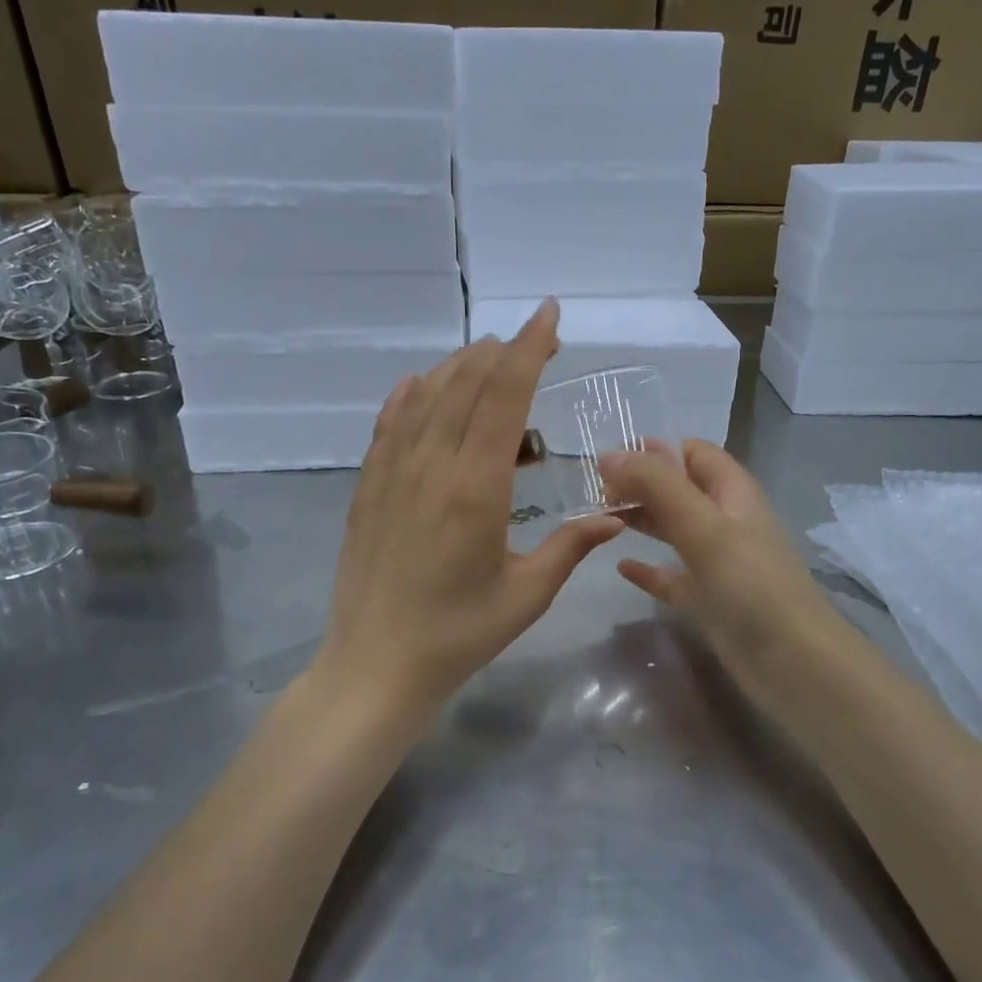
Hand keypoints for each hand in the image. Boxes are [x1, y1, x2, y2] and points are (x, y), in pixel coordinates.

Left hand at [311, 300, 623, 717]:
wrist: (376, 665)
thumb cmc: (459, 634)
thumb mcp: (526, 595)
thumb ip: (571, 546)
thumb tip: (614, 514)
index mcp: (475, 487)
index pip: (505, 397)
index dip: (529, 349)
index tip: (549, 316)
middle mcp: (430, 465)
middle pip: (466, 385)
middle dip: (503, 352)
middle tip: (534, 340)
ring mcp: (392, 473)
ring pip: (426, 397)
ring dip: (459, 367)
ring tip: (488, 356)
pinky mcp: (368, 488)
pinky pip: (388, 426)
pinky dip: (408, 396)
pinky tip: (419, 383)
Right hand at [601, 440, 849, 701]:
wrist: (793, 664)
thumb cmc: (751, 586)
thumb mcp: (703, 526)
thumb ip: (657, 486)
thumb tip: (609, 456)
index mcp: (733, 493)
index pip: (693, 453)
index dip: (655, 451)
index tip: (610, 462)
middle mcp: (726, 521)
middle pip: (678, 489)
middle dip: (640, 485)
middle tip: (595, 495)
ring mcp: (718, 562)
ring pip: (673, 529)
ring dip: (640, 520)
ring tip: (598, 520)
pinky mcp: (709, 599)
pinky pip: (672, 576)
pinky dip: (648, 568)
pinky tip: (621, 567)